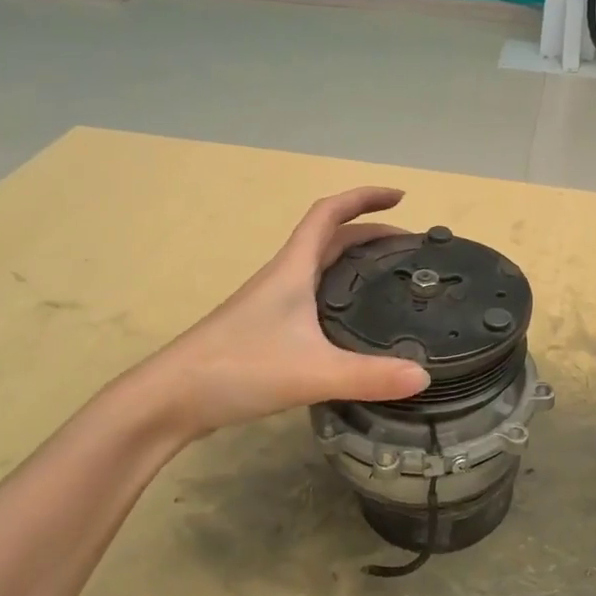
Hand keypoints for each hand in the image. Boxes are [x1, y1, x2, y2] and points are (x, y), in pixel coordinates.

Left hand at [142, 187, 429, 441]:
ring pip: (319, 267)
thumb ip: (369, 376)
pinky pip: (311, 296)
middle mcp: (283, 277)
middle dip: (370, 233)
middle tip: (407, 249)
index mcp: (293, 268)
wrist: (171, 398)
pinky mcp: (265, 329)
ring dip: (352, 260)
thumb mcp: (312, 372)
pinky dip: (338, 293)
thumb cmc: (238, 367)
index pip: (330, 214)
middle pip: (329, 238)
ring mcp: (270, 303)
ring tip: (387, 278)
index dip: (364, 198)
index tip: (400, 198)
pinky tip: (351, 323)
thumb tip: (424, 376)